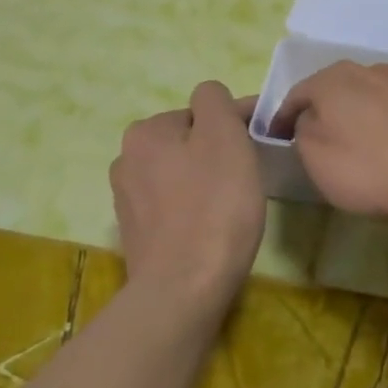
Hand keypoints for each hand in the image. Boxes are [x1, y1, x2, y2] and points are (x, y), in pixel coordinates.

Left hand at [110, 82, 266, 309]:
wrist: (184, 290)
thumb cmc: (214, 207)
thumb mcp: (224, 137)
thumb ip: (215, 101)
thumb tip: (211, 98)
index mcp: (146, 131)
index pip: (202, 111)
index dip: (235, 123)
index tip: (261, 145)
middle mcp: (127, 159)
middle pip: (188, 141)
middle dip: (216, 152)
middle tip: (246, 178)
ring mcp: (127, 200)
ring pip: (180, 173)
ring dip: (203, 180)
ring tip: (229, 207)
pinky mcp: (136, 233)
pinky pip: (172, 205)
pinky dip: (191, 208)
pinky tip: (208, 229)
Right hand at [270, 62, 387, 229]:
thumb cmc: (371, 169)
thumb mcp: (316, 159)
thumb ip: (303, 132)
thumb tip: (308, 120)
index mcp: (330, 81)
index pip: (295, 96)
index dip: (282, 119)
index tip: (275, 139)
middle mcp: (366, 69)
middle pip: (334, 88)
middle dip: (323, 109)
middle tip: (318, 137)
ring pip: (371, 90)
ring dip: (362, 109)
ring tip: (363, 136)